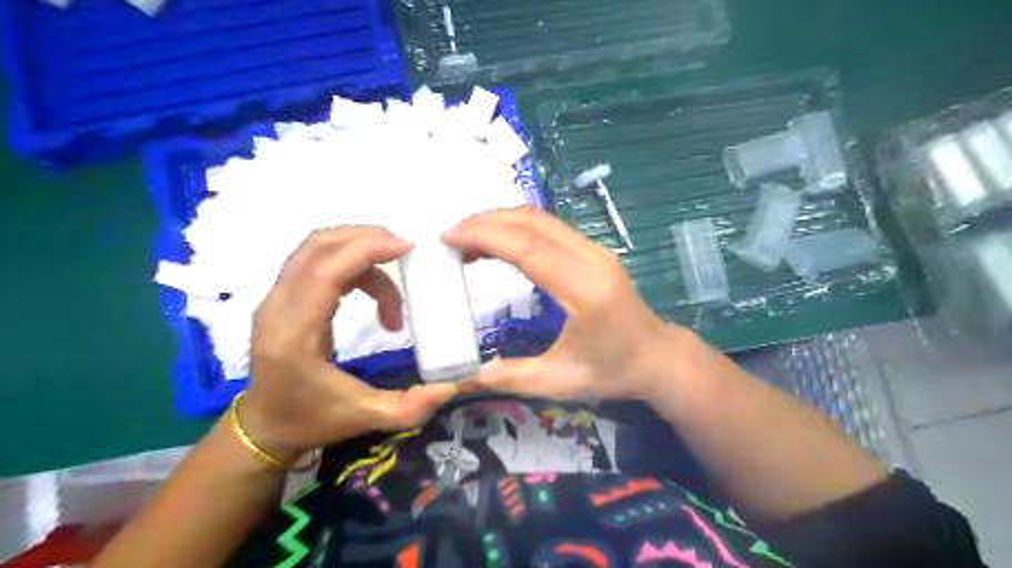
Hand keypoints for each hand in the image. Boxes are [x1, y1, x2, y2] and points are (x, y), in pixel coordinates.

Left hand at [240, 227, 455, 461]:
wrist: (265, 426)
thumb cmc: (311, 420)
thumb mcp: (364, 418)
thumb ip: (409, 407)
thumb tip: (450, 387)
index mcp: (294, 335)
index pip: (324, 272)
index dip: (366, 250)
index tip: (407, 248)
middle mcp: (278, 308)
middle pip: (317, 246)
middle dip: (366, 239)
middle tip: (406, 251)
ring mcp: (276, 298)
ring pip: (317, 248)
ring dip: (360, 249)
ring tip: (396, 272)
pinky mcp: (284, 297)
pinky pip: (318, 260)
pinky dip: (352, 263)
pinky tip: (375, 289)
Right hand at [443, 207, 687, 401]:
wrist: (657, 357)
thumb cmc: (613, 371)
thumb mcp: (560, 382)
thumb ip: (513, 377)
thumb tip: (469, 375)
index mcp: (584, 290)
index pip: (527, 248)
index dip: (484, 236)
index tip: (448, 237)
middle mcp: (592, 259)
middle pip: (532, 223)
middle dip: (486, 221)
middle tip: (450, 236)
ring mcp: (596, 250)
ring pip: (541, 220)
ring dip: (501, 221)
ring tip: (467, 239)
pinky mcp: (594, 251)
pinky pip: (550, 229)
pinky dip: (518, 229)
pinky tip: (498, 244)